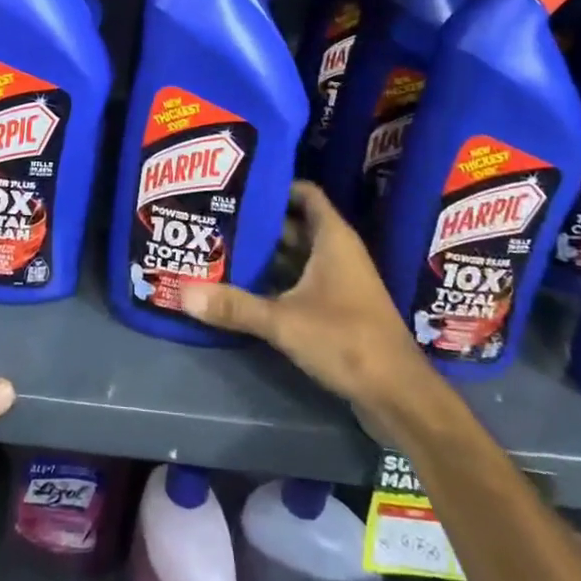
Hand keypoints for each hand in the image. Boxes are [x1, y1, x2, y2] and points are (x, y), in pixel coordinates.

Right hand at [181, 182, 431, 436]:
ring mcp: (340, 281)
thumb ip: (235, 306)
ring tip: (222, 247)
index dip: (275, 185)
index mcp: (333, 238)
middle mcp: (338, 252)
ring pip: (297, 255)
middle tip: (218, 217)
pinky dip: (277, 280)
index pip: (304, 193)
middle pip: (295, 224)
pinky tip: (245, 287)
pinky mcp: (338, 309)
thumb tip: (182, 292)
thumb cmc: (346, 340)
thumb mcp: (284, 321)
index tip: (238, 185)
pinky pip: (301, 281)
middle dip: (260, 222)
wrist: (398, 395)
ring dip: (266, 253)